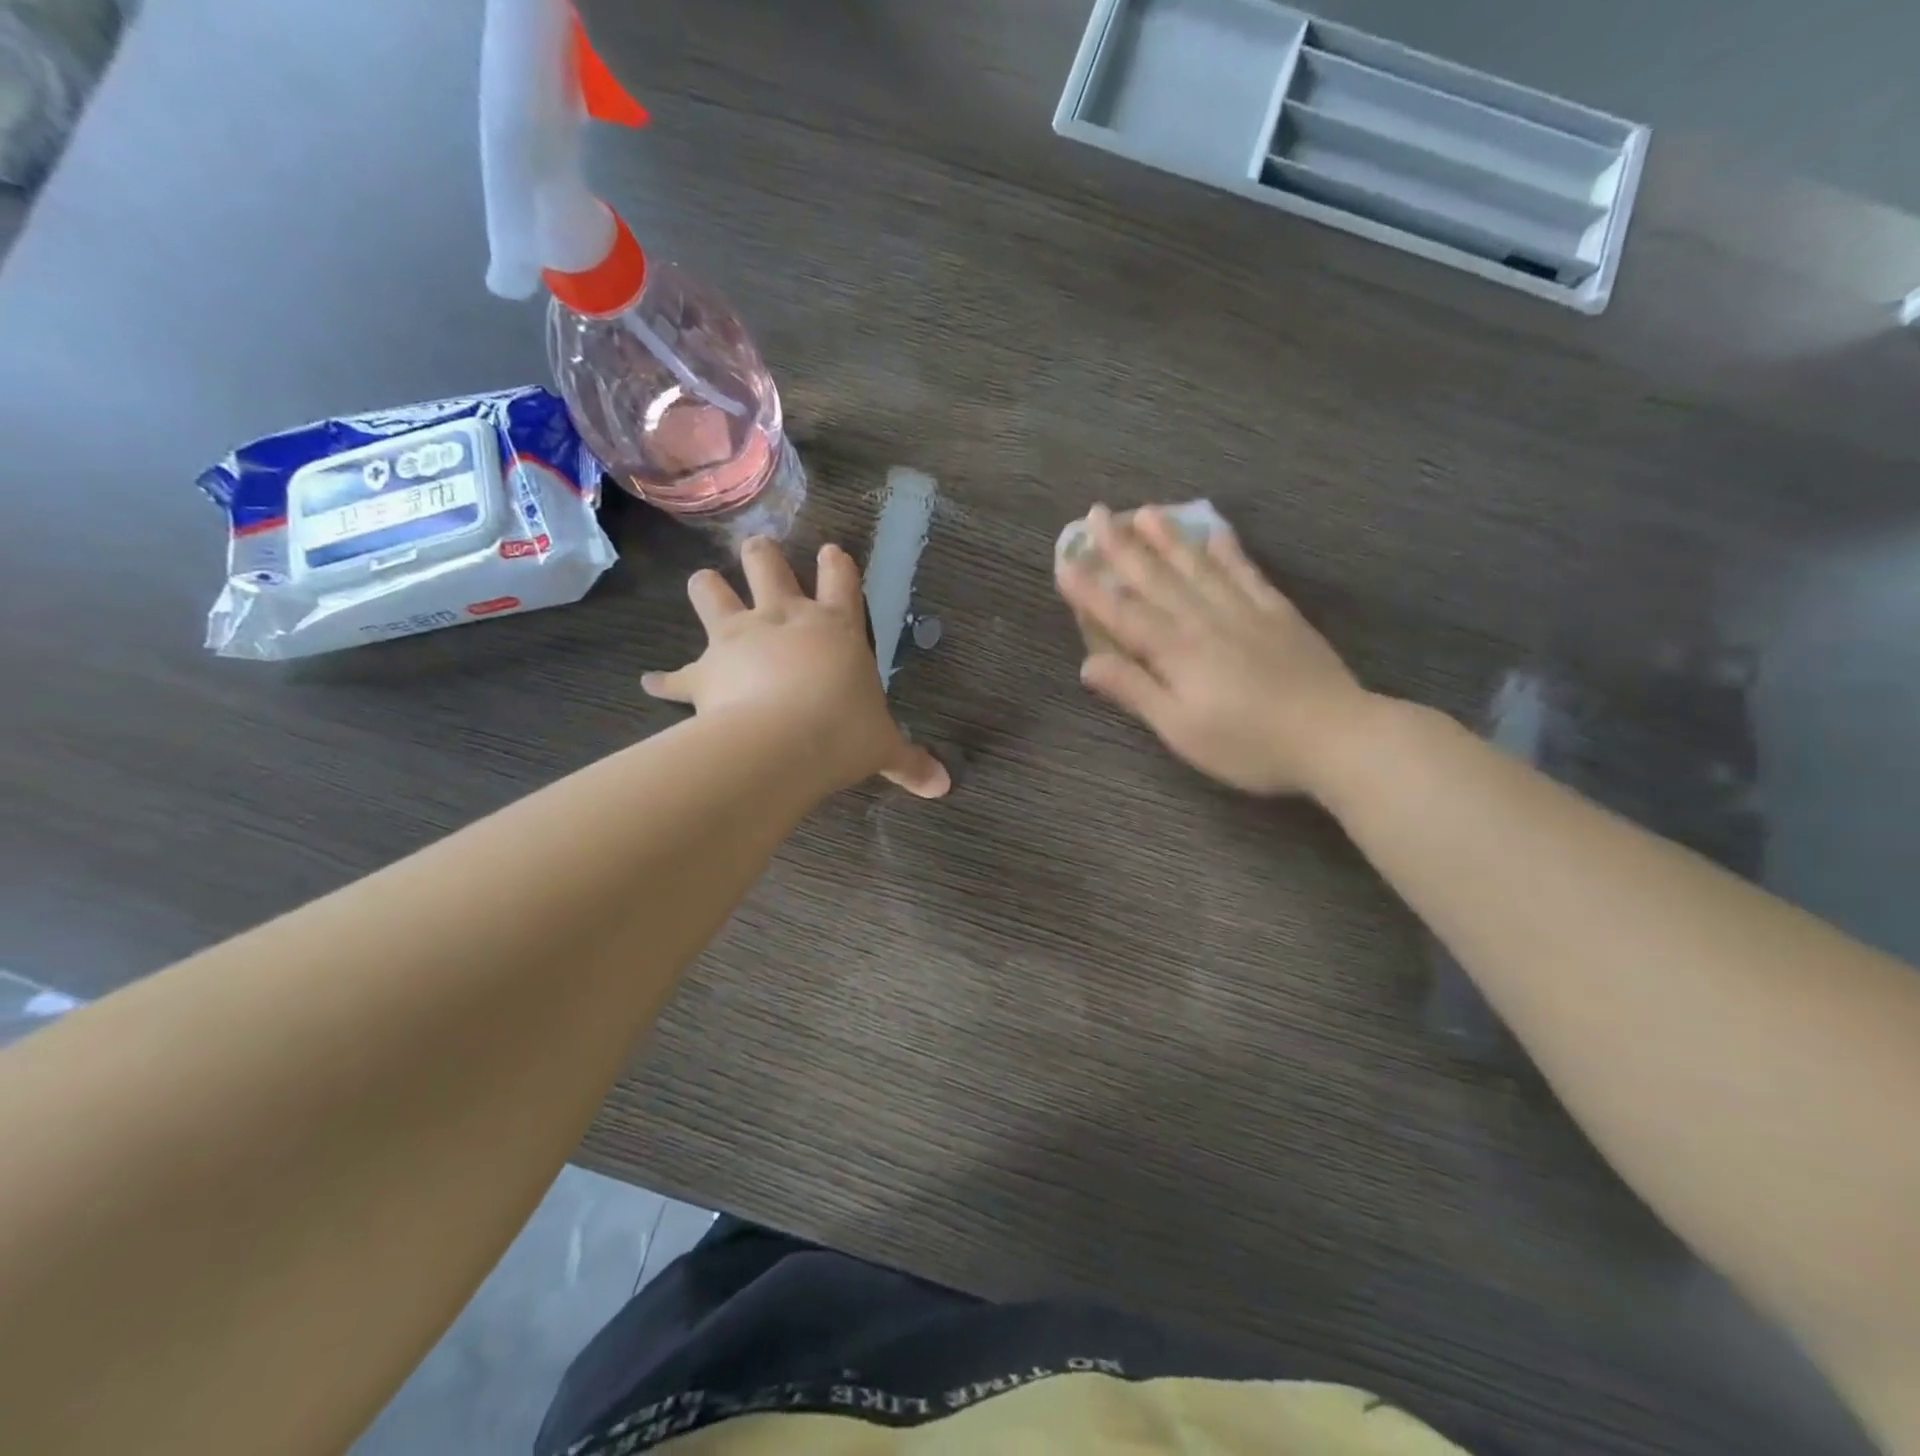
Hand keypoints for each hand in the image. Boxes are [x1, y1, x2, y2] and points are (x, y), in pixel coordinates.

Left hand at [643, 537, 949, 798]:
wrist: (781, 746)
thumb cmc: (842, 734)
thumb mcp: (884, 748)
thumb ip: (911, 762)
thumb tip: (943, 787)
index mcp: (835, 627)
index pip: (841, 578)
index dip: (836, 562)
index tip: (831, 551)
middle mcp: (783, 619)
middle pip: (767, 564)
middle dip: (763, 555)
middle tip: (760, 552)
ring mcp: (737, 639)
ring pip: (711, 591)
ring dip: (707, 588)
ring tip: (706, 587)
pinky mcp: (703, 673)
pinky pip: (674, 676)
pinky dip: (664, 680)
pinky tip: (652, 683)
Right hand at [1055, 504, 1375, 795]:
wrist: (1335, 736)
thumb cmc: (1248, 744)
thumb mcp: (1181, 729)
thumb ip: (1135, 691)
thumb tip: (1087, 664)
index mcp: (1176, 650)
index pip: (1121, 613)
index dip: (1089, 589)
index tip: (1063, 561)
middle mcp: (1203, 619)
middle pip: (1156, 577)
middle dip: (1122, 546)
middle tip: (1098, 513)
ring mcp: (1243, 610)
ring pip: (1197, 565)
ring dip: (1167, 537)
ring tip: (1146, 511)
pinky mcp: (1277, 612)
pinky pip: (1245, 571)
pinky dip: (1226, 548)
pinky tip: (1214, 530)